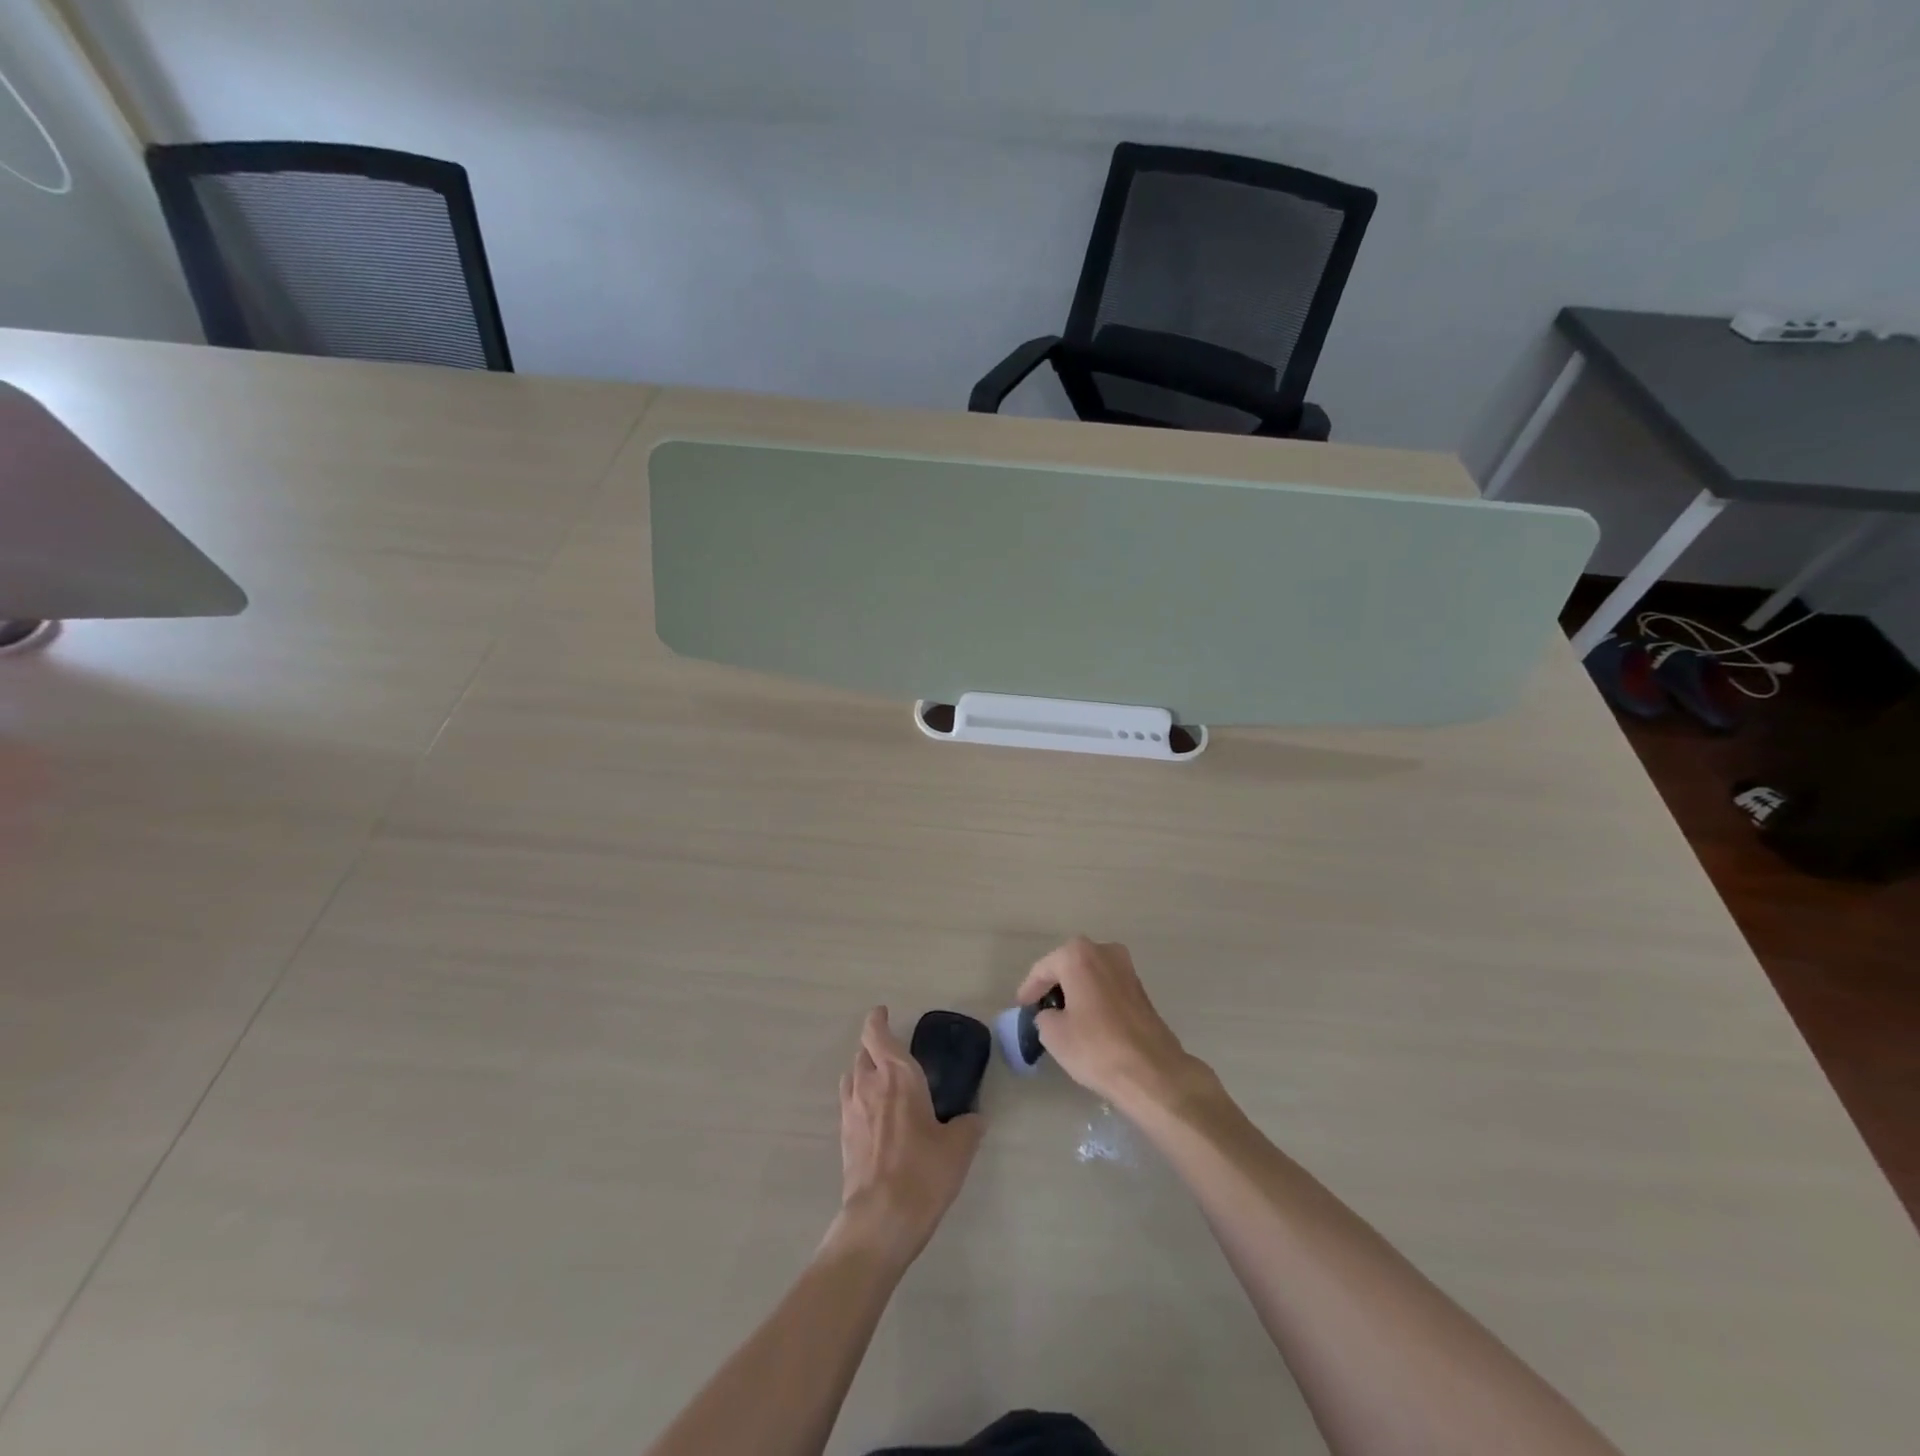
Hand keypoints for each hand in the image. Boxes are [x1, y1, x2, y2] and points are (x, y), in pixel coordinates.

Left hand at [828, 1007, 982, 1270]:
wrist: (879, 1220)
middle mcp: (870, 1084)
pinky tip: (874, 1114)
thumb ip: (968, 1126)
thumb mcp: (959, 1148)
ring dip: (863, 1069)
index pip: (877, 1033)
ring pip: (852, 1074)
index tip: (884, 1013)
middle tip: (892, 1051)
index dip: (877, 1020)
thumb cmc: (923, 1173)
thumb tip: (974, 1118)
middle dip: (874, 1045)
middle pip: (863, 1051)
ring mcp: (852, 1110)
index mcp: (899, 1075)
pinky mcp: (844, 1136)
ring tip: (882, 1079)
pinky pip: (849, 1101)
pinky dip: (859, 1096)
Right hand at [1016, 937, 1212, 1115]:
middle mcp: (1104, 951)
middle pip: (1068, 965)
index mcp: (1078, 955)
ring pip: (1090, 974)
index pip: (1043, 969)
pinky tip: (1087, 1019)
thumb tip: (1052, 1015)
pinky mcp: (1141, 989)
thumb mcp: (1053, 1034)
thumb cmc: (1095, 1047)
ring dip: (1075, 989)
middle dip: (1054, 984)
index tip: (1021, 1006)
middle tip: (1040, 1007)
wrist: (1152, 1072)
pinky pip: (1106, 986)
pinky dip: (1093, 997)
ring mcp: (1126, 968)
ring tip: (1062, 1014)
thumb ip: (1044, 1016)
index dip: (1029, 989)